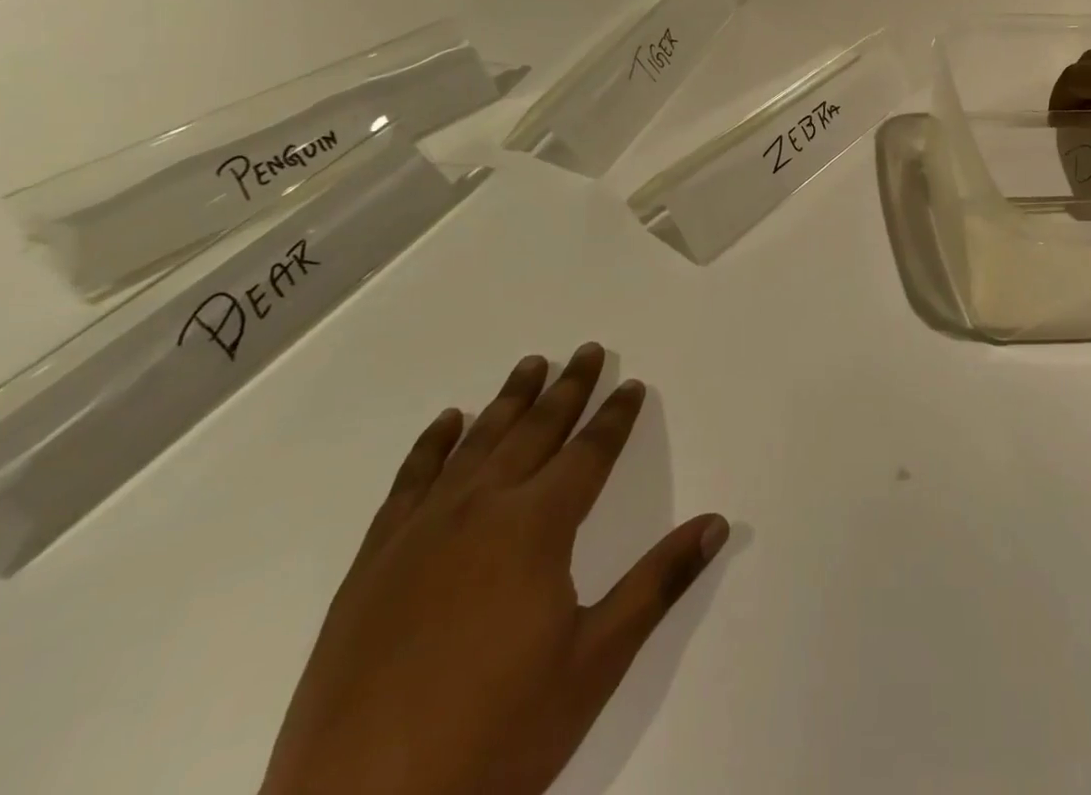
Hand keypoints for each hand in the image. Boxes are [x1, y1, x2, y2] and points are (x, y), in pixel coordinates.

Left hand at [261, 347, 729, 794]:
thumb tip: (717, 523)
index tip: (632, 384)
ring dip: (508, 400)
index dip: (615, 416)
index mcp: (536, 527)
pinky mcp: (373, 563)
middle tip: (587, 350)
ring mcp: (420, 532)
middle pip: (535, 430)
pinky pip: (409, 482)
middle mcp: (480, 509)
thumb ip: (658, 583)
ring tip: (531, 364)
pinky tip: (447, 422)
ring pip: (476, 443)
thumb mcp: (594, 664)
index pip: (589, 452)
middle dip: (567, 388)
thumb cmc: (494, 738)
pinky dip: (432, 444)